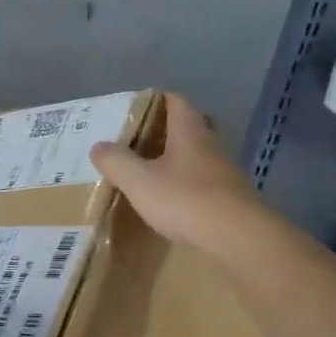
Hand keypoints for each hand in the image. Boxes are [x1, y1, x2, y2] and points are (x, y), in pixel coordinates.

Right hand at [91, 92, 259, 252]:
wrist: (237, 237)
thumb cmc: (185, 200)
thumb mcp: (140, 181)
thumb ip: (116, 161)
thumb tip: (98, 146)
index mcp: (189, 132)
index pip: (175, 102)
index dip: (156, 99)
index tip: (135, 107)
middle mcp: (210, 146)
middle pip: (187, 128)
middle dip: (163, 130)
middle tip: (136, 140)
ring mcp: (223, 173)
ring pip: (195, 156)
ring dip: (174, 159)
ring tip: (148, 170)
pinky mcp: (228, 198)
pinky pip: (201, 182)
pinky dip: (184, 184)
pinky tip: (170, 199)